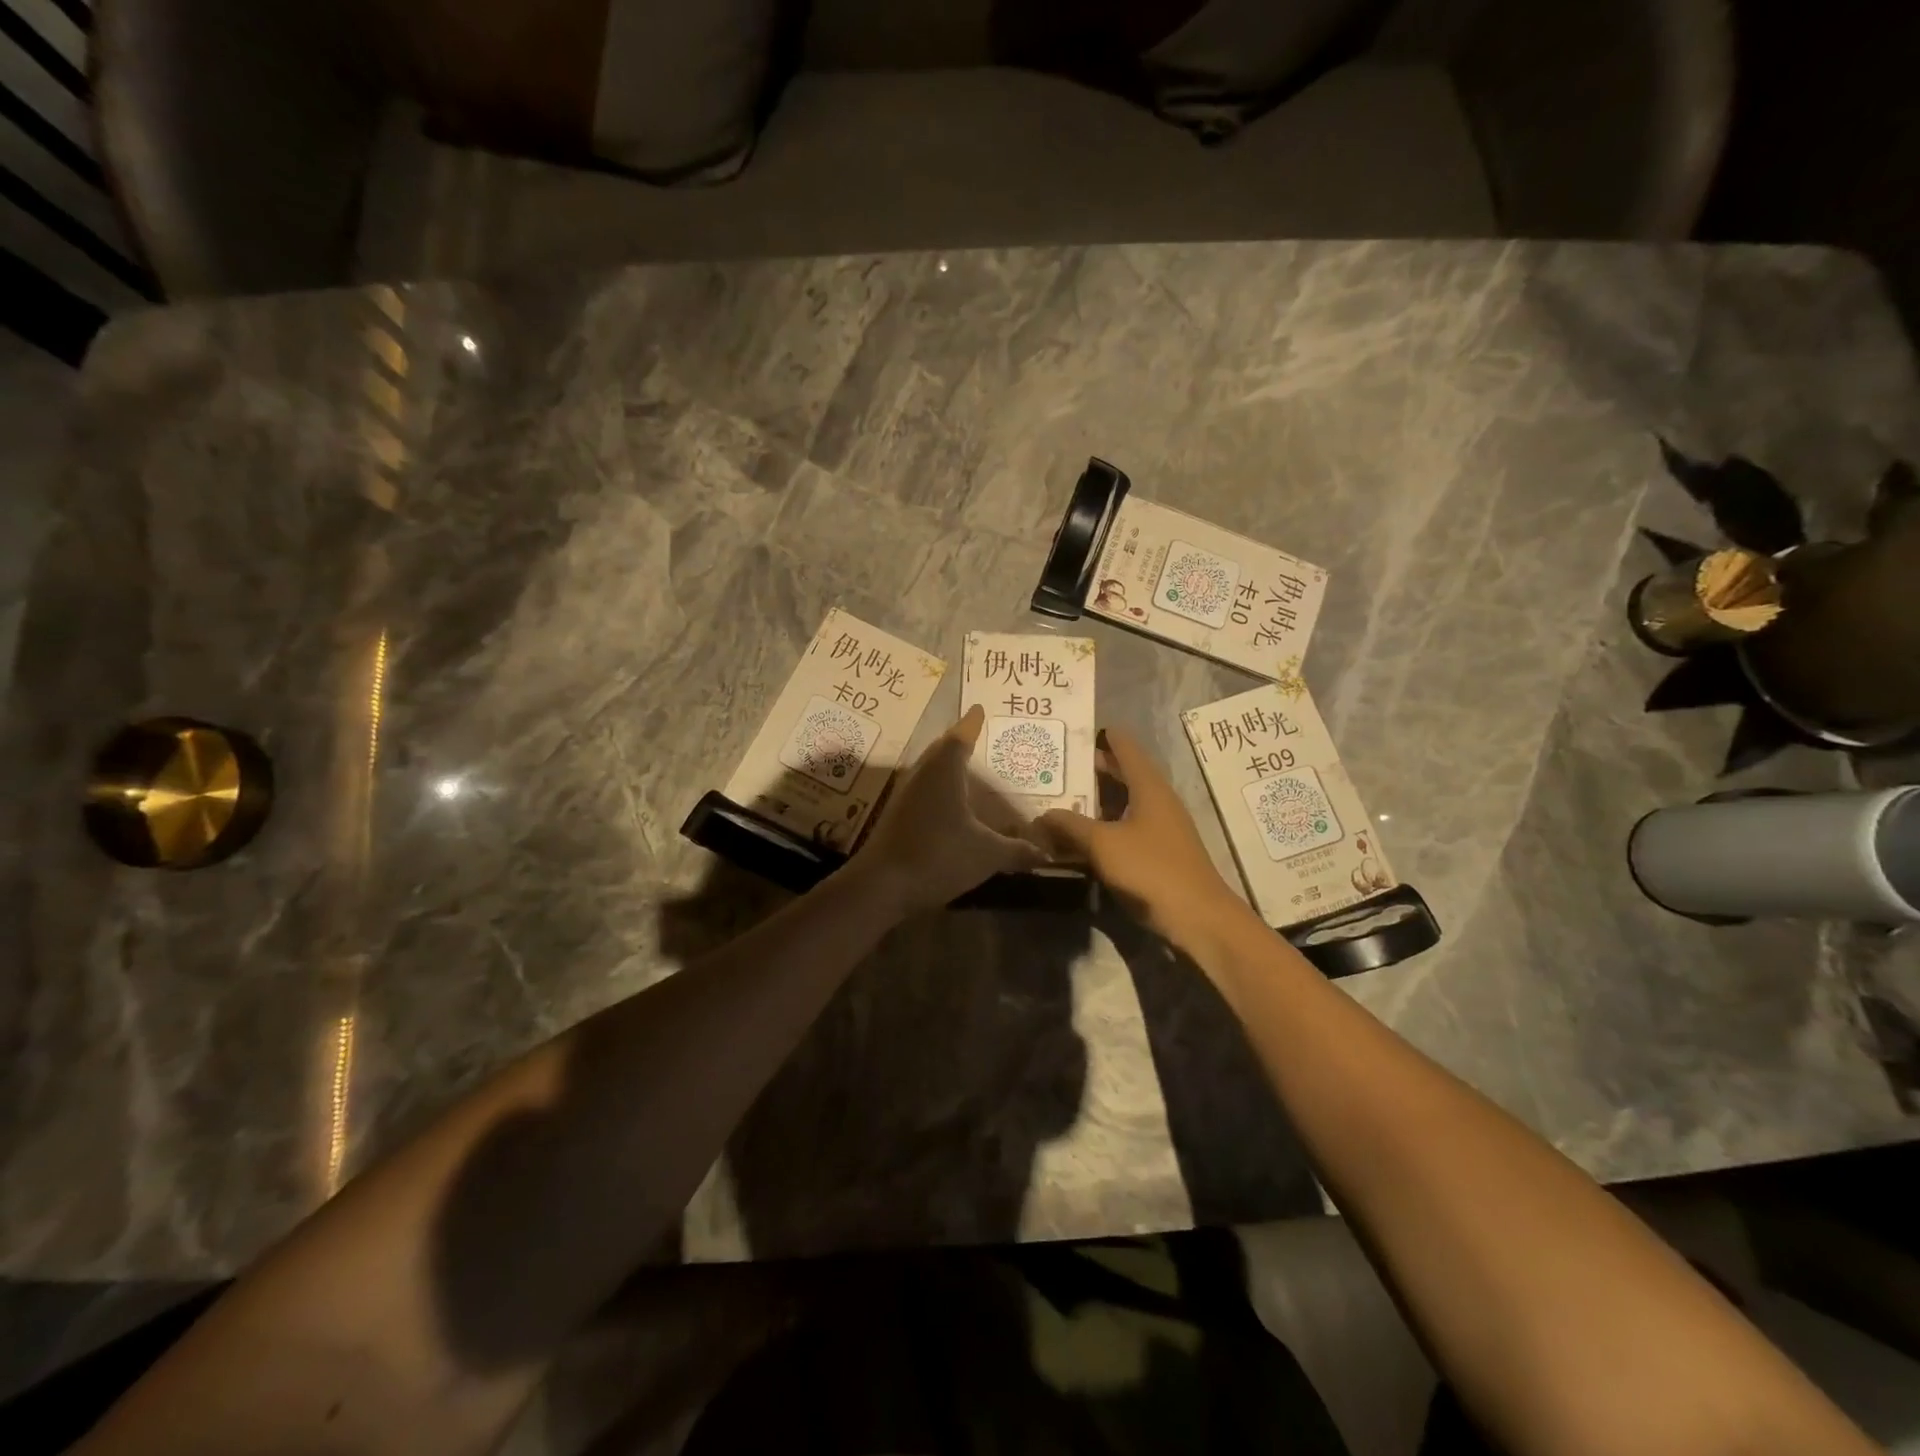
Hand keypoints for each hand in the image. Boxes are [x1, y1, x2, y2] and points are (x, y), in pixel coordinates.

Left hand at [851, 706, 1043, 914]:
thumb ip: (1017, 851)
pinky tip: (950, 804)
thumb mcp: (987, 854)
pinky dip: (939, 788)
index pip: (960, 737)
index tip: (978, 709)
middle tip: (977, 735)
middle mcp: (922, 775)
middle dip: (959, 741)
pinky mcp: (897, 816)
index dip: (971, 723)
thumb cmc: (938, 856)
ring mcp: (905, 795)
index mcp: (943, 771)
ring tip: (967, 767)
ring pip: (929, 770)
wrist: (881, 886)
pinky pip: (923, 790)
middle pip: (941, 749)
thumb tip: (1045, 855)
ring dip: (947, 765)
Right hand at [1036, 726, 1251, 955]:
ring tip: (1060, 798)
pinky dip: (1102, 826)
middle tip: (1055, 766)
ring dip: (1094, 800)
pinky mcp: (1158, 852)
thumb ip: (1070, 825)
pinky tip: (1079, 837)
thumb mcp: (1103, 844)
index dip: (1101, 736)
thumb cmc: (1151, 869)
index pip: (1125, 747)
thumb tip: (1041, 815)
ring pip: (1122, 803)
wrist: (1198, 918)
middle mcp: (1157, 800)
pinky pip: (1124, 828)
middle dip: (1091, 769)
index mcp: (1149, 786)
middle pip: (1122, 774)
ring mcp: (1160, 827)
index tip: (1072, 733)